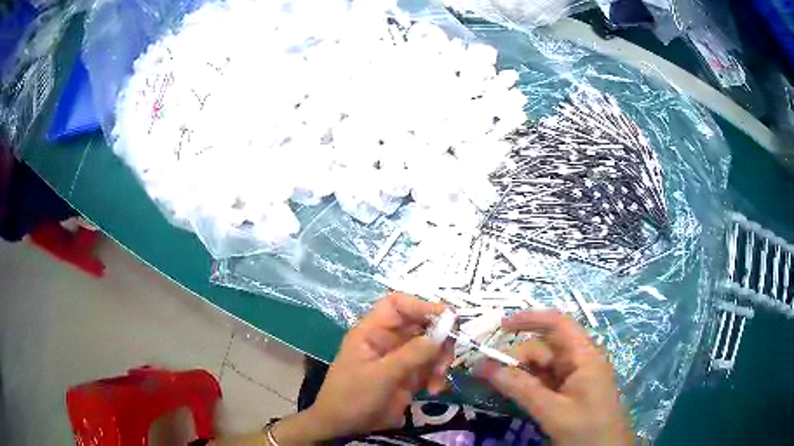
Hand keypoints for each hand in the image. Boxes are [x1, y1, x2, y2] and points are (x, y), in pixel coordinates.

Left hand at [274, 293, 450, 442]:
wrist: (342, 426)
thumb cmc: (353, 396)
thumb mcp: (381, 375)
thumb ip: (412, 355)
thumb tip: (441, 333)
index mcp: (373, 331)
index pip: (397, 305)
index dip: (421, 306)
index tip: (447, 318)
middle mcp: (388, 340)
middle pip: (421, 325)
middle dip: (439, 340)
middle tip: (447, 358)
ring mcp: (400, 359)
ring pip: (431, 347)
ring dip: (441, 361)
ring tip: (437, 381)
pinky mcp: (408, 377)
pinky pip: (431, 368)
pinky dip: (437, 376)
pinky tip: (434, 390)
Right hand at [478, 311, 631, 445]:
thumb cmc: (586, 429)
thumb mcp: (553, 411)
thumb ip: (521, 389)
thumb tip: (485, 367)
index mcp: (584, 356)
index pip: (558, 324)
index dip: (530, 319)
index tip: (500, 327)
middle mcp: (579, 361)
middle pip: (545, 348)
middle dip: (515, 356)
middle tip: (484, 372)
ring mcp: (575, 378)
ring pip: (542, 367)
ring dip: (518, 373)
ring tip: (490, 382)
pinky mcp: (569, 394)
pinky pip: (544, 383)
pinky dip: (526, 385)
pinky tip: (510, 393)